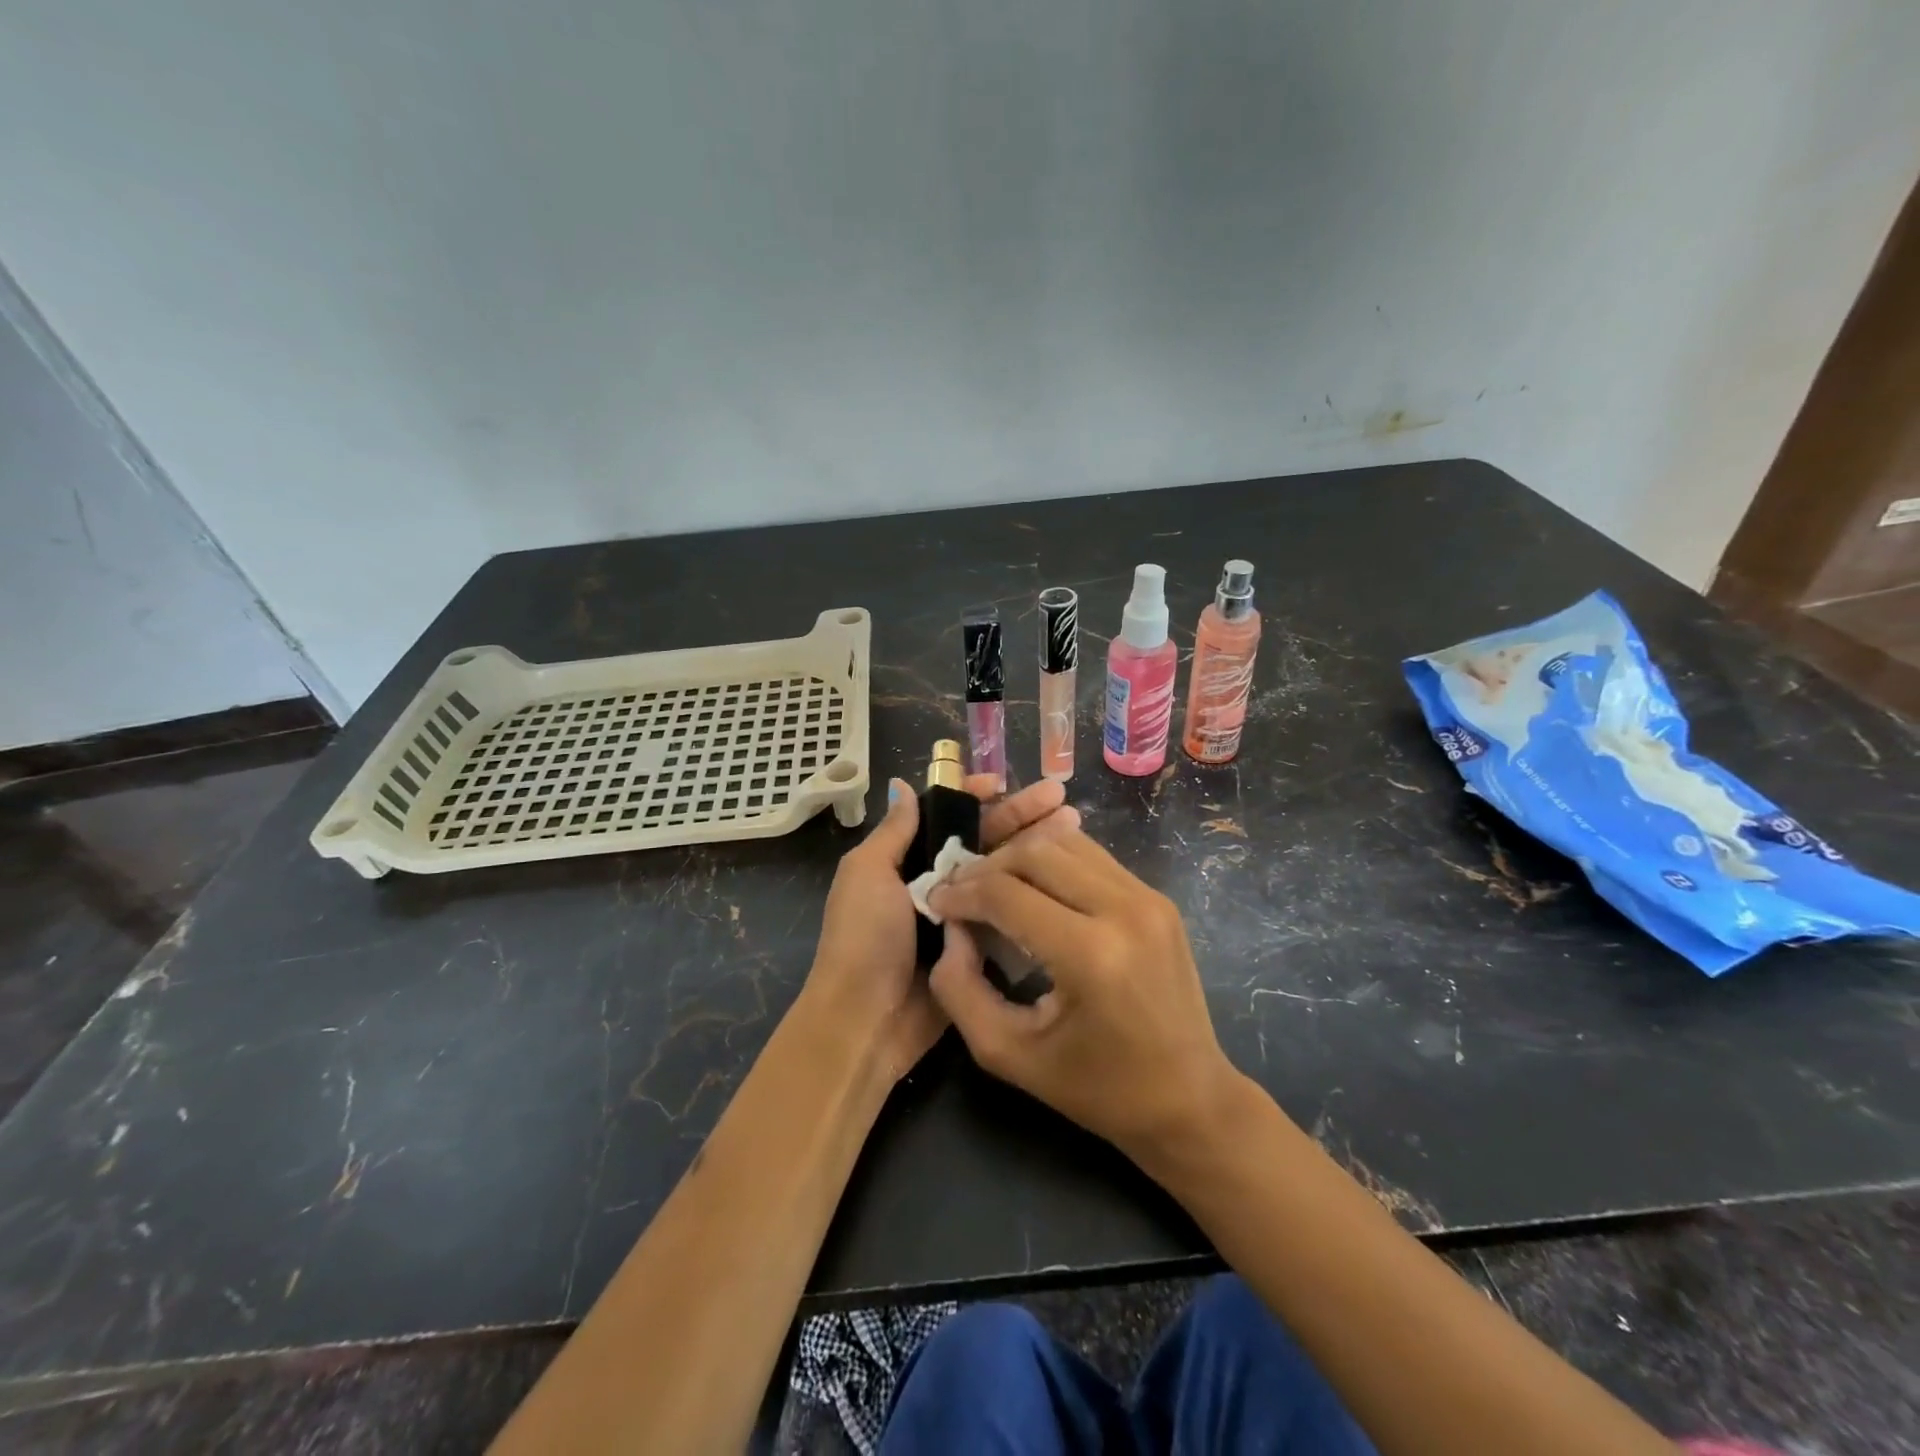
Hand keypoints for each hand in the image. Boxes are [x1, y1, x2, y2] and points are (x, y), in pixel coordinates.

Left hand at [802, 774, 1079, 1081]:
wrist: (867, 1018)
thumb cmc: (864, 937)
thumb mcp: (867, 873)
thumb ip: (893, 832)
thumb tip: (903, 785)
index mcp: (906, 860)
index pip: (946, 817)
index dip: (974, 797)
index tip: (1005, 784)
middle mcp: (936, 882)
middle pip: (983, 840)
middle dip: (1019, 817)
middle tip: (1062, 800)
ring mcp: (960, 916)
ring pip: (1002, 874)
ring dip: (1035, 851)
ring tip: (1075, 828)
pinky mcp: (980, 949)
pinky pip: (1009, 915)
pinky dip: (1033, 896)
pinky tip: (1066, 876)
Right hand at [925, 828, 1240, 1159]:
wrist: (1190, 1099)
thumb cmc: (1098, 1089)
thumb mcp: (1010, 1054)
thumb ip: (961, 991)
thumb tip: (952, 930)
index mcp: (1091, 955)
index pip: (1007, 894)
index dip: (961, 893)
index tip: (936, 903)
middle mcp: (1124, 910)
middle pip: (1035, 853)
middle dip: (987, 867)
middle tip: (961, 892)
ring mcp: (1148, 898)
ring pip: (1065, 843)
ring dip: (1020, 857)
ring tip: (994, 886)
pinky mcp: (1157, 898)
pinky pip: (1092, 857)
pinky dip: (1053, 862)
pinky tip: (1035, 889)